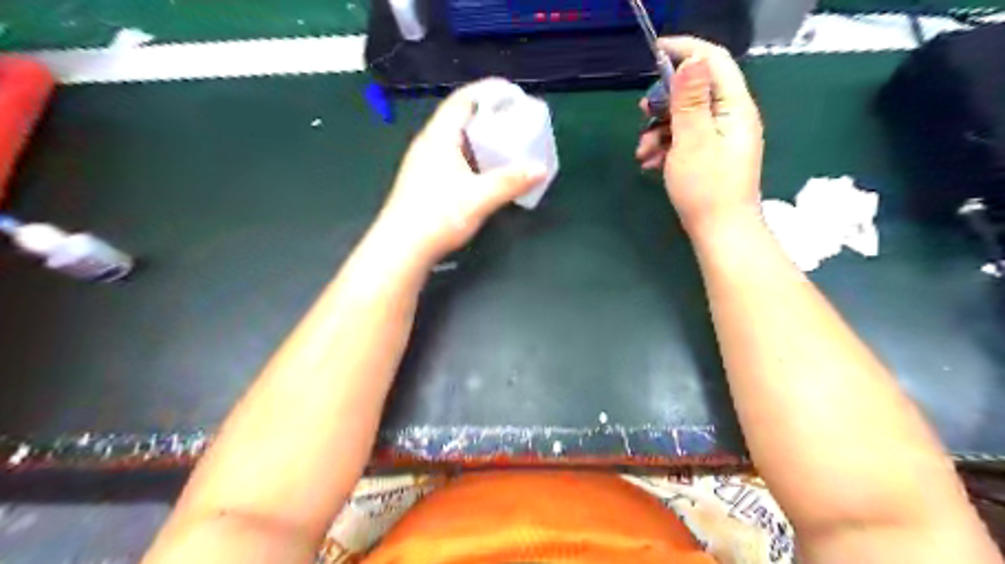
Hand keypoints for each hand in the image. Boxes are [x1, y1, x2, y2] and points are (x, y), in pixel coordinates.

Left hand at [378, 79, 547, 262]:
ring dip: (480, 137)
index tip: (513, 92)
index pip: (463, 100)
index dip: (488, 91)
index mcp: (439, 137)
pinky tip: (485, 170)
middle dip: (488, 115)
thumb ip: (511, 182)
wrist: (402, 248)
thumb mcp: (479, 197)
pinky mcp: (424, 181)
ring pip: (456, 139)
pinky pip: (452, 157)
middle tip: (514, 120)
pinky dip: (472, 156)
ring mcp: (424, 163)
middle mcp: (429, 144)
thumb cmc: (438, 216)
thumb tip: (540, 169)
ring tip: (505, 143)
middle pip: (460, 117)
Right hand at [634, 36, 771, 236]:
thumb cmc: (706, 188)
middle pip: (695, 90)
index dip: (686, 49)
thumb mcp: (692, 141)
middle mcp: (730, 117)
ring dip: (658, 129)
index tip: (655, 50)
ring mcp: (720, 137)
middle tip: (642, 113)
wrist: (720, 232)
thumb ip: (690, 100)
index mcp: (734, 107)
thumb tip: (690, 60)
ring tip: (642, 152)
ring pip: (684, 117)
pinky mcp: (710, 155)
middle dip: (664, 101)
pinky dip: (665, 146)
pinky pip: (684, 138)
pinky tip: (649, 163)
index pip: (713, 61)